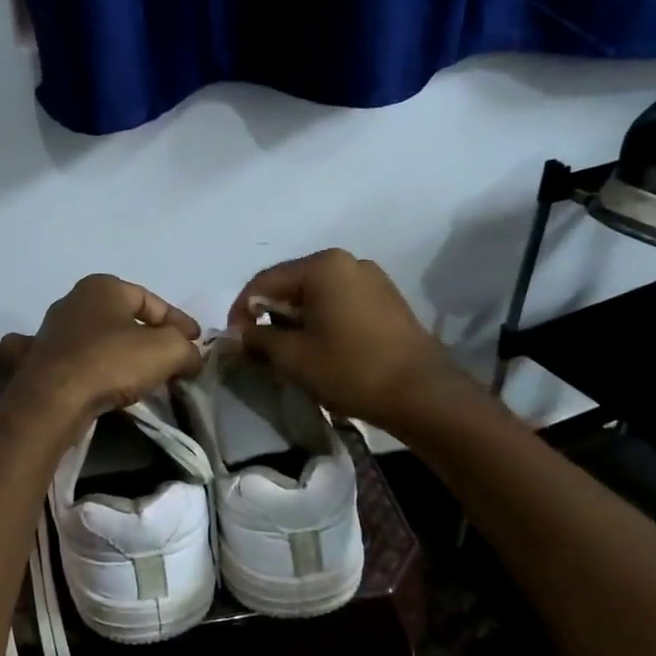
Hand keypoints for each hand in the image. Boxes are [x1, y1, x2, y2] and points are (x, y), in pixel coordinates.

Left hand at [1, 274, 202, 427]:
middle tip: (174, 360)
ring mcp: (53, 332)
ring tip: (147, 378)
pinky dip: (99, 371)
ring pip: (102, 342)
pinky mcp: (42, 362)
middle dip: (152, 339)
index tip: (196, 342)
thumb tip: (192, 358)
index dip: (179, 321)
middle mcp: (73, 301)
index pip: (151, 300)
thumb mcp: (167, 350)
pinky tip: (111, 386)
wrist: (53, 400)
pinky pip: (82, 363)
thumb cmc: (112, 362)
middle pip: (125, 320)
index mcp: (102, 287)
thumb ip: (187, 349)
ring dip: (125, 357)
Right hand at [227, 249, 459, 427]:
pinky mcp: (387, 301)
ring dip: (295, 321)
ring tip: (288, 353)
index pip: (264, 281)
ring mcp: (372, 280)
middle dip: (270, 316)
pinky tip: (320, 350)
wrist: (421, 394)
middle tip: (259, 350)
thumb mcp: (293, 356)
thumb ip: (257, 339)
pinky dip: (321, 322)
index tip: (233, 342)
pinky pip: (340, 304)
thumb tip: (235, 334)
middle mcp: (348, 262)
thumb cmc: (350, 369)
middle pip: (291, 285)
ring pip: (316, 296)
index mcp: (323, 265)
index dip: (240, 311)